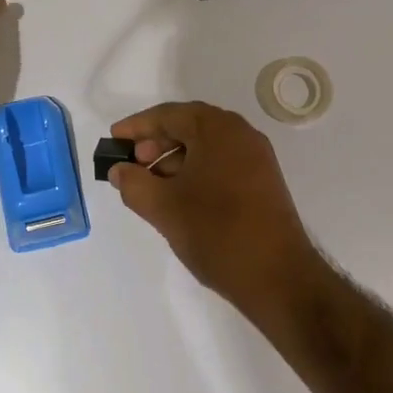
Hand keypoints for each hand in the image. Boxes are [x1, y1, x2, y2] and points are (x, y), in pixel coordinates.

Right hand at [107, 101, 318, 313]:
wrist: (278, 277)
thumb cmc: (216, 232)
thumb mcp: (164, 207)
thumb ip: (134, 183)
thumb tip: (120, 170)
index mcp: (218, 129)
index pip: (169, 115)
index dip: (137, 126)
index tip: (114, 140)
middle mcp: (241, 134)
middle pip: (189, 126)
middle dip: (156, 142)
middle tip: (131, 164)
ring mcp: (257, 158)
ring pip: (206, 147)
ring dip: (174, 159)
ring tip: (151, 185)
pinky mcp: (263, 181)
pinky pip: (222, 163)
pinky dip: (196, 171)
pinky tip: (179, 197)